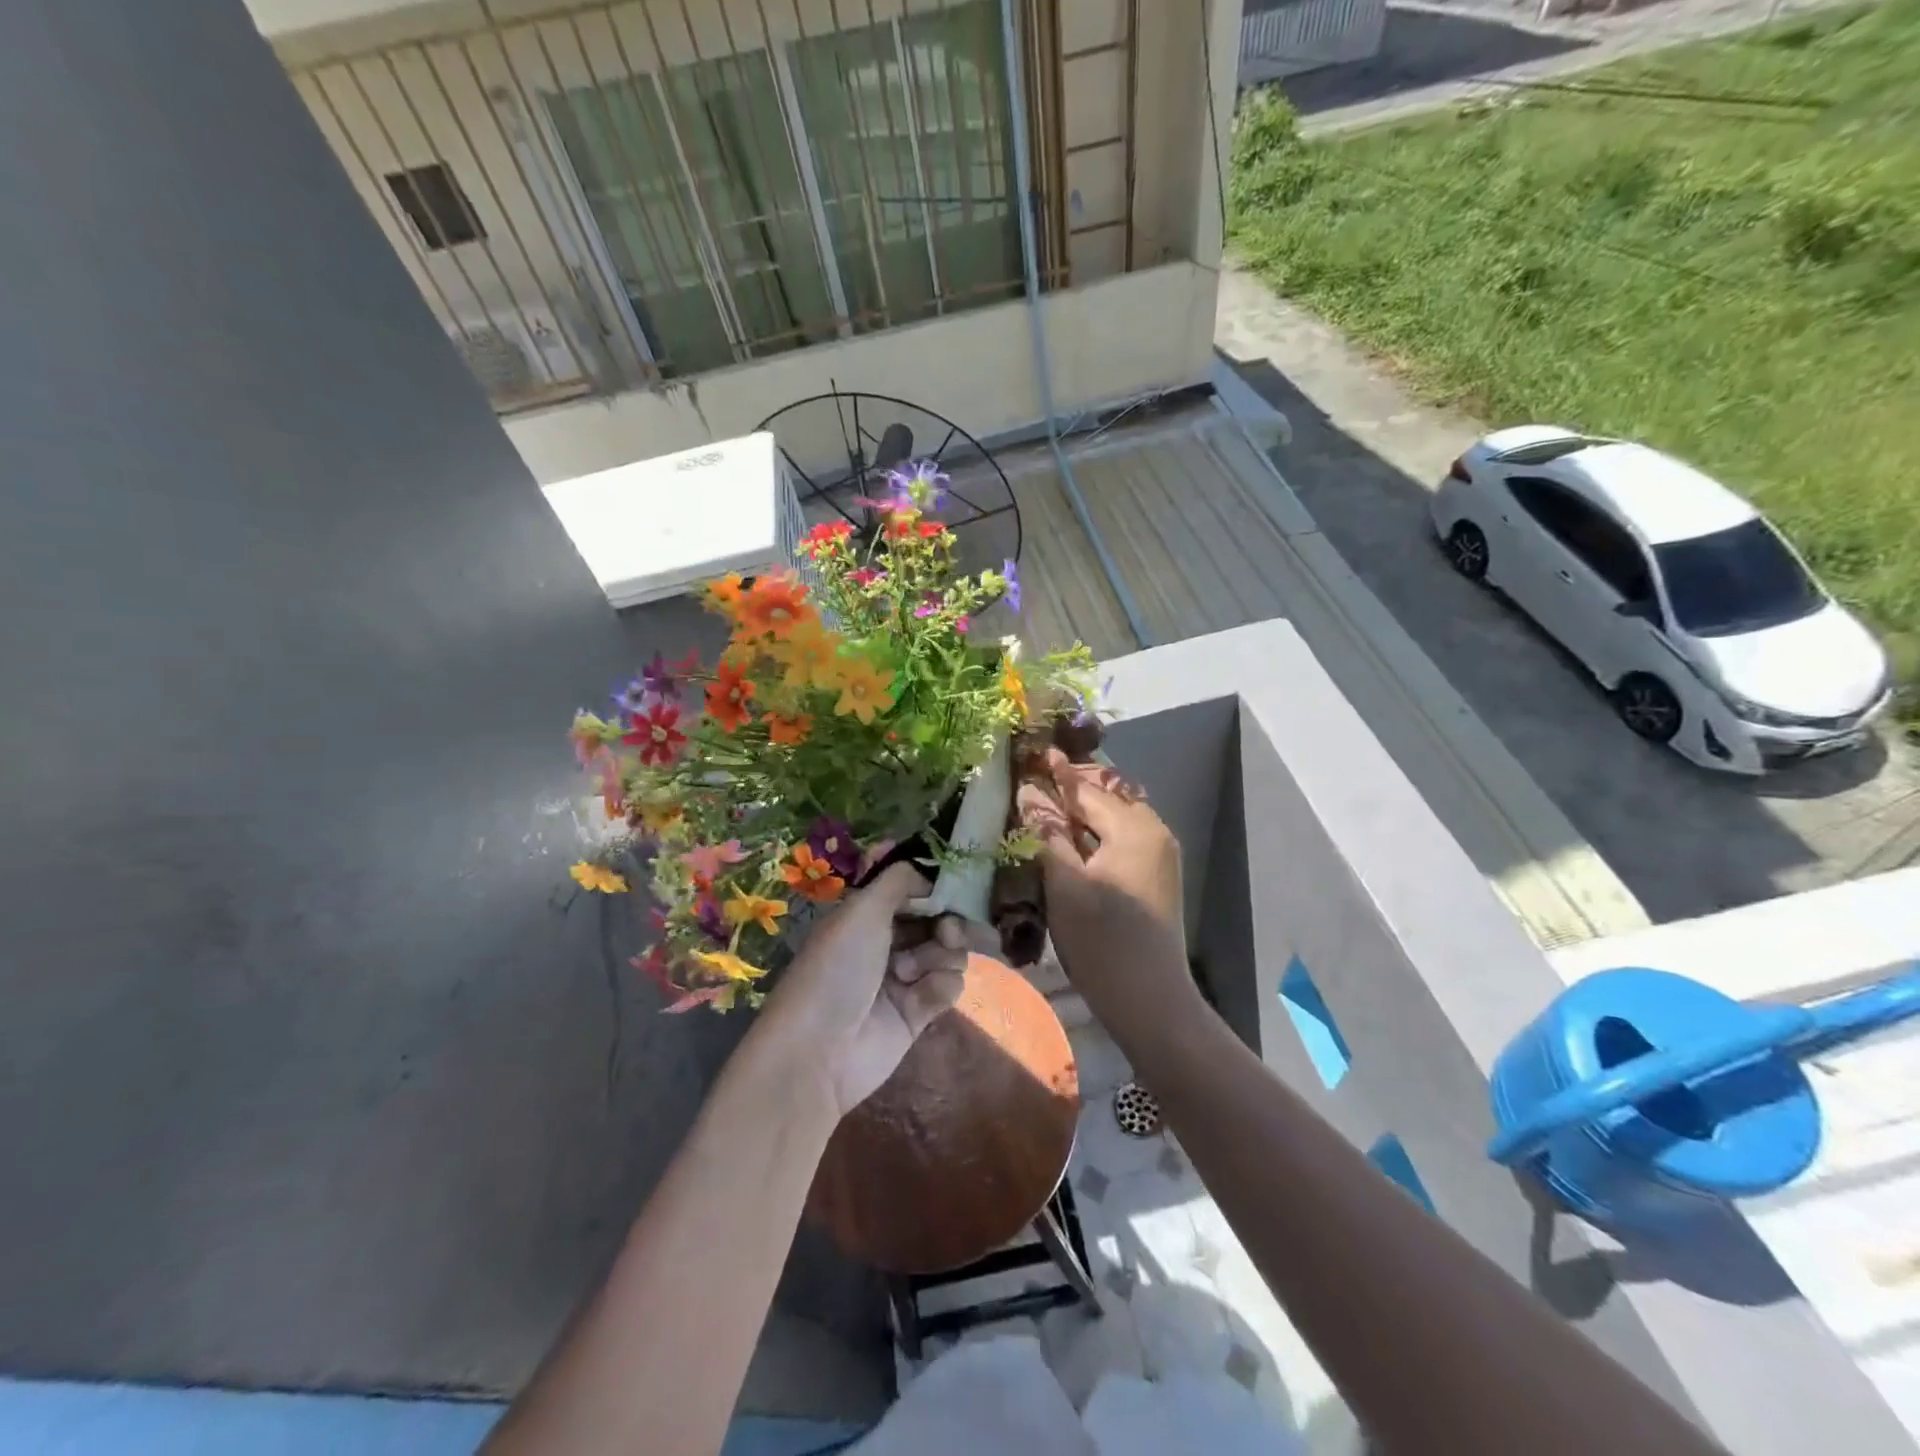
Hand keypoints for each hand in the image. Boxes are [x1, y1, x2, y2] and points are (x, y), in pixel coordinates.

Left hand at [757, 862, 986, 1118]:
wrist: (820, 1051)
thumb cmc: (837, 968)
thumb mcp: (862, 910)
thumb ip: (899, 880)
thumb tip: (928, 874)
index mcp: (866, 915)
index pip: (911, 891)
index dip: (933, 889)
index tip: (951, 889)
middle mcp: (885, 942)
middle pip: (936, 921)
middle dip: (946, 923)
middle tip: (946, 932)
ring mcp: (903, 978)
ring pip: (947, 952)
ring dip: (939, 957)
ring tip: (911, 973)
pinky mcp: (918, 1013)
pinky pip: (948, 985)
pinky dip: (940, 986)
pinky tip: (921, 997)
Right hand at [1016, 747, 1190, 1027]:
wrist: (1151, 1001)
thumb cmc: (1102, 942)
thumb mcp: (1065, 884)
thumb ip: (1047, 832)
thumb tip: (1028, 791)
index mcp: (1134, 828)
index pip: (1087, 788)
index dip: (1055, 772)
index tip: (1028, 753)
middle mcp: (1155, 831)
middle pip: (1106, 796)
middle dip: (1071, 786)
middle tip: (1033, 779)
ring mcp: (1160, 854)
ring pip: (1115, 816)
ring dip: (1083, 810)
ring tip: (1045, 806)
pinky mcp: (1156, 875)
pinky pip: (1123, 838)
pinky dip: (1096, 831)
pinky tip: (1071, 840)